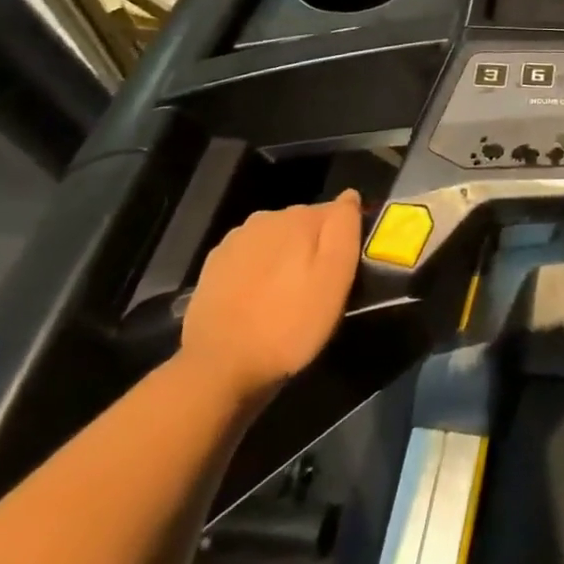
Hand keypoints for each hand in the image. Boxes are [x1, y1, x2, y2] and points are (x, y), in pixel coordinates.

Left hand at [180, 194, 361, 401]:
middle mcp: (265, 218)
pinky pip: (250, 259)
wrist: (218, 367)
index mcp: (298, 217)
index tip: (344, 272)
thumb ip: (345, 229)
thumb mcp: (336, 278)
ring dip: (285, 259)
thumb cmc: (289, 324)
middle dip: (313, 248)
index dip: (344, 240)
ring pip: (275, 241)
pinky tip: (259, 301)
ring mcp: (234, 242)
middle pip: (304, 225)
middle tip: (317, 289)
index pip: (336, 213)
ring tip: (287, 298)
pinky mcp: (213, 267)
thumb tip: (350, 195)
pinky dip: (259, 272)